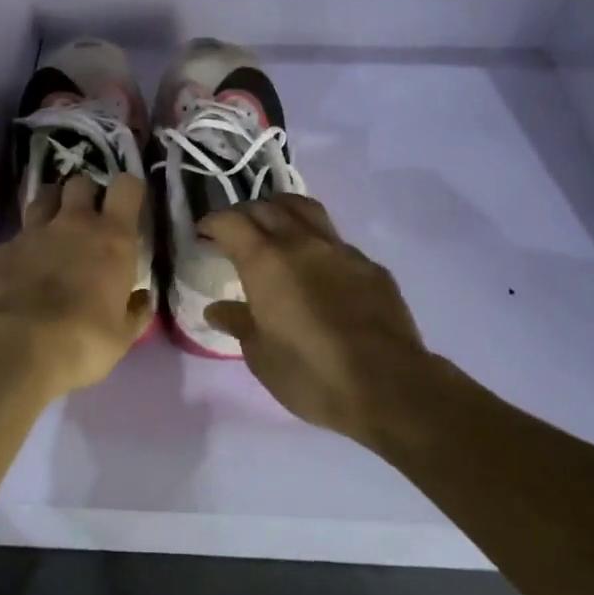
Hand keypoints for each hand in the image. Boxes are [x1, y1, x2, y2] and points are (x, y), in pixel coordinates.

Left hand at [0, 173, 152, 396]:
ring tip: (51, 235)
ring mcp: (30, 233)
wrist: (14, 349)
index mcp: (112, 239)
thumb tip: (141, 297)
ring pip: (42, 198)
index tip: (126, 207)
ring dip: (50, 209)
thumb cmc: (82, 342)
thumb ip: (134, 311)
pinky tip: (16, 276)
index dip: (127, 191)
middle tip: (86, 222)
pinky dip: (18, 252)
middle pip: (80, 182)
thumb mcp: (122, 336)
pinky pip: (12, 240)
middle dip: (84, 195)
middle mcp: (72, 224)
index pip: (126, 187)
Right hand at [199, 196, 432, 440]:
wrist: (389, 387)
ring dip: (283, 211)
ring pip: (306, 210)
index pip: (231, 221)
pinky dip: (316, 242)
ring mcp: (341, 250)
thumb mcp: (260, 356)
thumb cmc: (311, 374)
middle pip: (267, 207)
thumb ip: (238, 323)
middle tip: (235, 232)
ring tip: (275, 228)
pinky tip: (318, 268)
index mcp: (265, 261)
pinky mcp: (371, 266)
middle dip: (245, 213)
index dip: (213, 222)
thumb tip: (217, 309)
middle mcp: (301, 243)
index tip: (204, 233)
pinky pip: (336, 240)